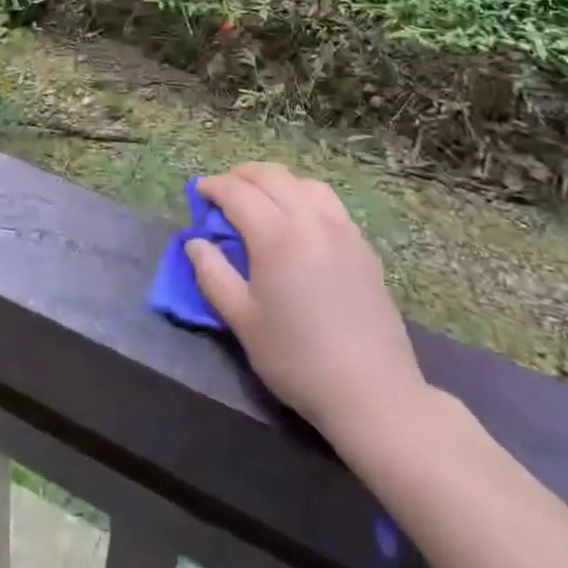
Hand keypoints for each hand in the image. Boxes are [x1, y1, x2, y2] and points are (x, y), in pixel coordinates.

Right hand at [188, 162, 427, 448]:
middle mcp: (310, 219)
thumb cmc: (297, 359)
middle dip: (242, 176)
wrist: (372, 392)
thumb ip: (213, 274)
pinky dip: (304, 196)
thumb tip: (195, 242)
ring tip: (261, 198)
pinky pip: (329, 202)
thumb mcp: (242, 321)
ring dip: (276, 181)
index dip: (214, 187)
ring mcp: (342, 229)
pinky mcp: (363, 246)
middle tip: (224, 190)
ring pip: (303, 183)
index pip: (237, 192)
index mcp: (276, 236)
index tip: (199, 192)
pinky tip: (299, 219)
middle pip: (271, 176)